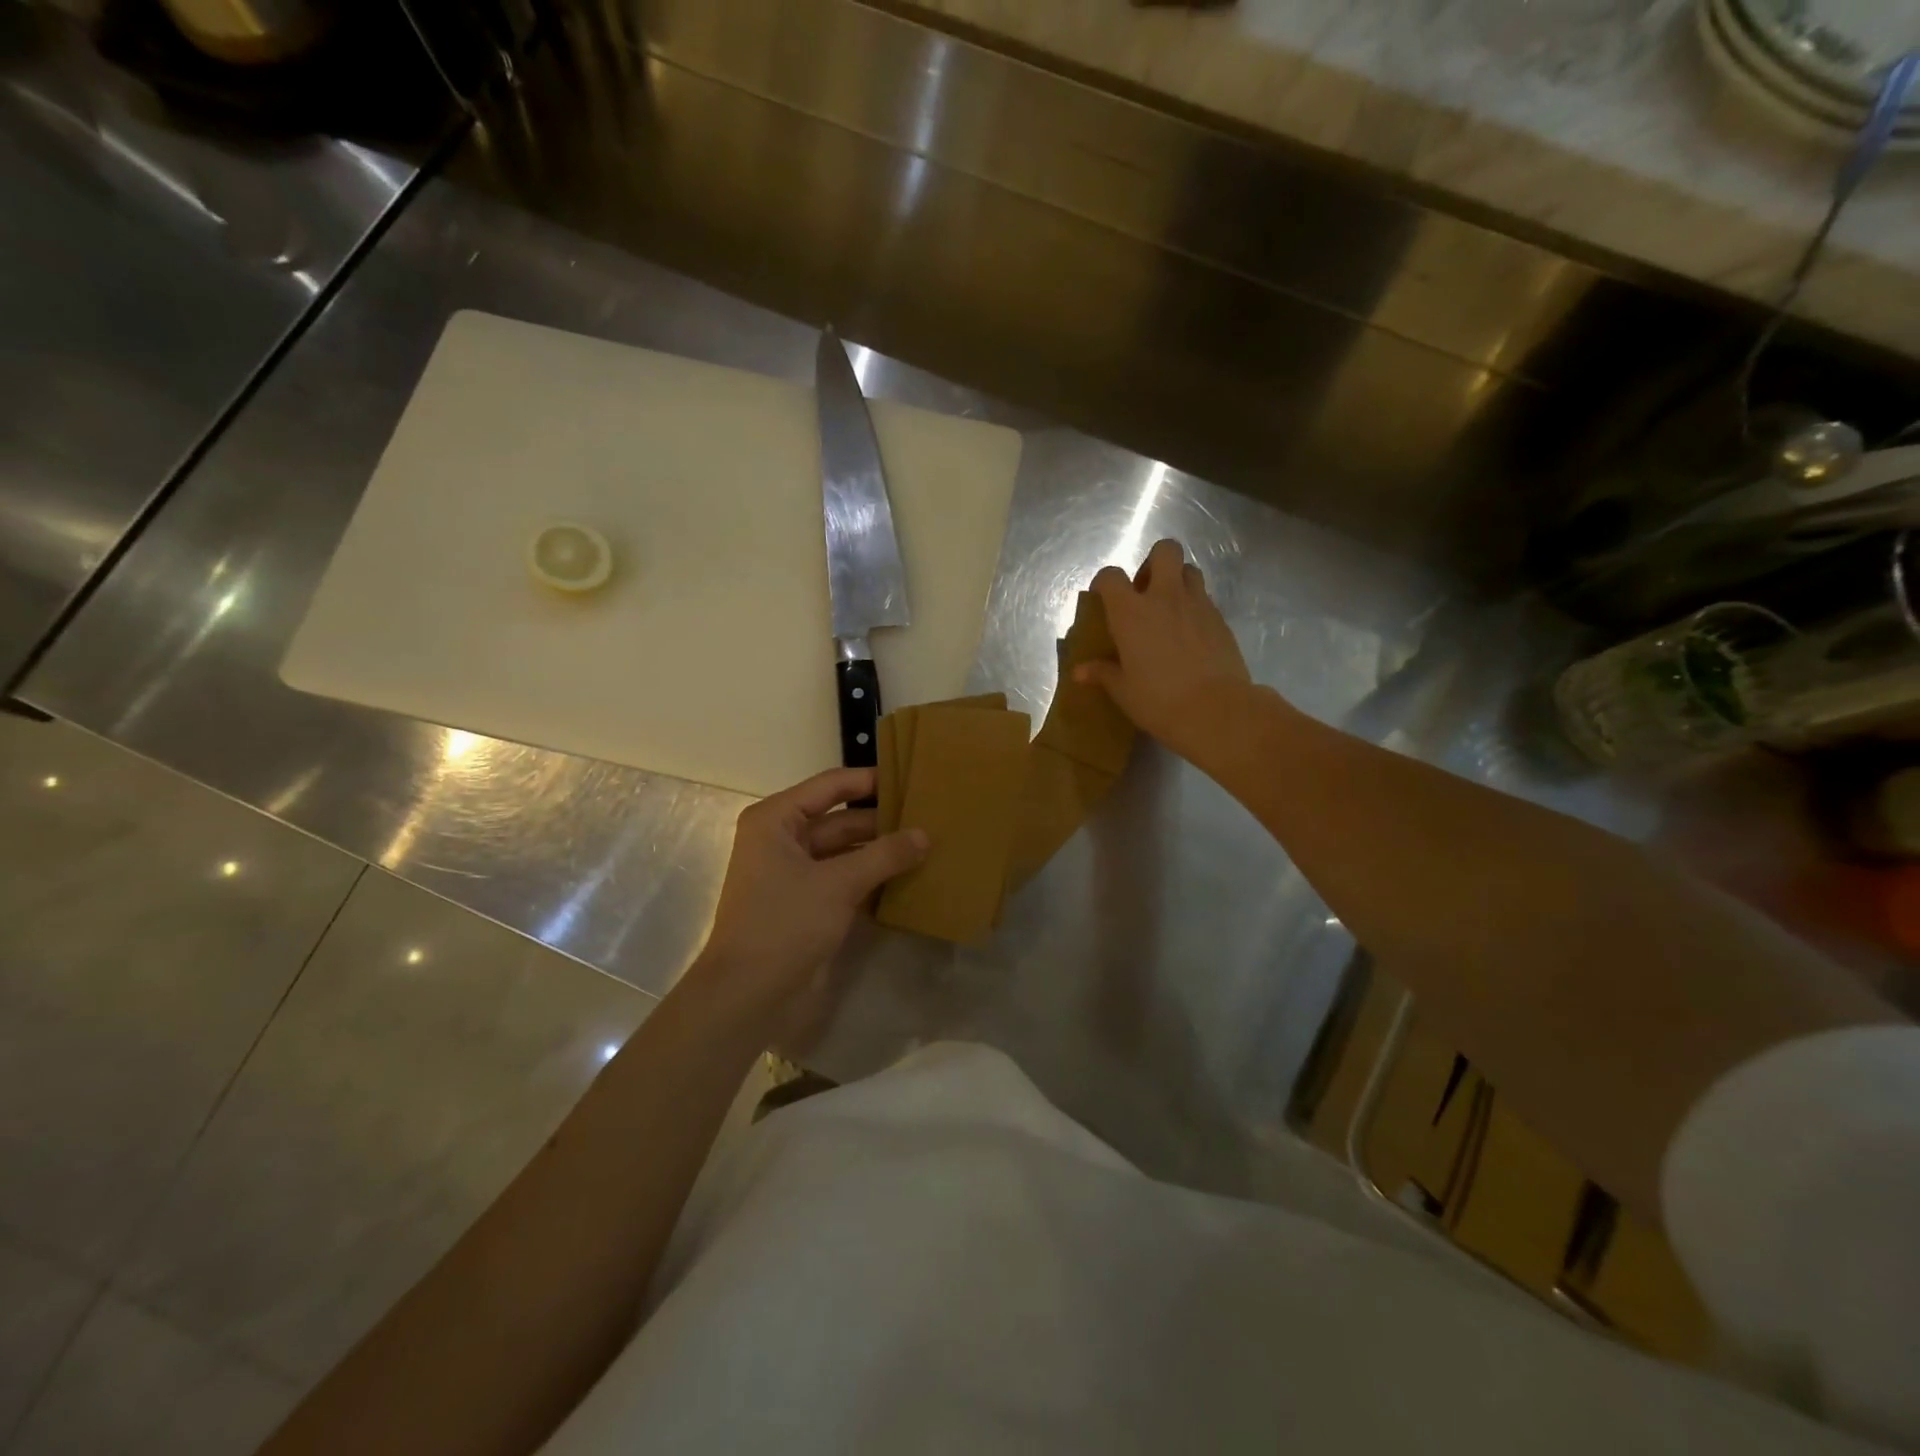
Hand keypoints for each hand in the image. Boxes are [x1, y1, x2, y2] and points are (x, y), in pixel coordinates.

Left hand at [691, 767, 927, 1028]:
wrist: (748, 996)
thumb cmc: (785, 924)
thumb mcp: (839, 884)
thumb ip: (885, 855)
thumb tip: (925, 835)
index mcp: (776, 820)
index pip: (831, 786)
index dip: (870, 780)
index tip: (911, 779)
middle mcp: (782, 839)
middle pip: (840, 819)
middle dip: (881, 821)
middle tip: (929, 817)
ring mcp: (794, 873)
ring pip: (845, 850)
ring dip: (880, 851)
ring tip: (927, 845)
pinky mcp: (806, 902)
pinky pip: (844, 878)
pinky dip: (871, 877)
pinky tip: (908, 877)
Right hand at [1076, 538, 1253, 761]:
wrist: (1216, 710)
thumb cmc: (1159, 700)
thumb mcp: (1123, 691)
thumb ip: (1103, 674)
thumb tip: (1080, 672)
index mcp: (1131, 612)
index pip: (1111, 576)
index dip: (1105, 582)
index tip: (1103, 597)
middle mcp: (1165, 598)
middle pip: (1165, 551)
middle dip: (1154, 562)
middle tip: (1146, 591)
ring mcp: (1198, 605)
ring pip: (1190, 570)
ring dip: (1178, 581)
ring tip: (1170, 610)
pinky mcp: (1221, 619)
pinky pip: (1206, 599)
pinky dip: (1195, 607)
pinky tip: (1190, 635)